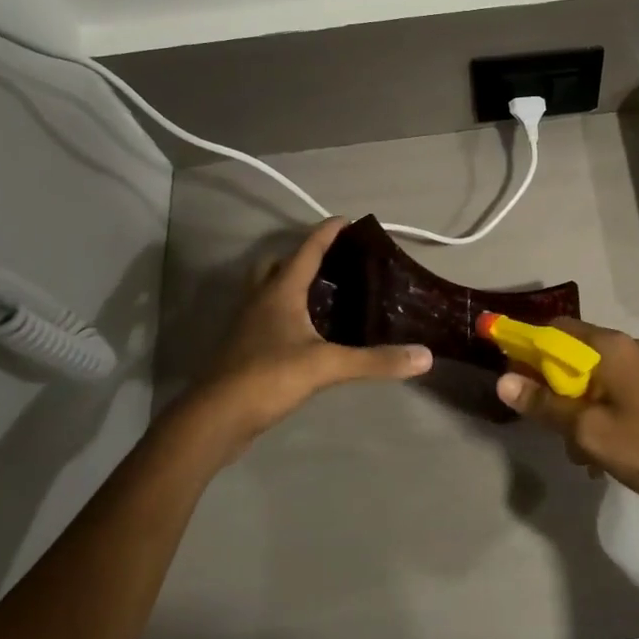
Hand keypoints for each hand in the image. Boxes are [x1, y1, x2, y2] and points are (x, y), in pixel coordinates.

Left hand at [180, 218, 431, 453]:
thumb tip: (424, 356)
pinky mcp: (243, 349)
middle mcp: (260, 300)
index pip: (306, 250)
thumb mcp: (327, 366)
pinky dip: (286, 312)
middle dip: (303, 256)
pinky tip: (307, 332)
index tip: (346, 220)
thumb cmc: (267, 378)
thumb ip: (375, 361)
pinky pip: (267, 316)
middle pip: (278, 264)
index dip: (327, 232)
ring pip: (268, 290)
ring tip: (324, 294)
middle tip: (333, 262)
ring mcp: (247, 325)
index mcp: (280, 292)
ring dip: (291, 284)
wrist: (214, 419)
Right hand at [495, 318, 638, 526]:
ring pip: (591, 377)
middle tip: (544, 423)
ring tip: (577, 451)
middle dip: (551, 387)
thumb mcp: (589, 431)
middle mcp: (627, 347)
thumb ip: (545, 405)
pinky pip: (611, 391)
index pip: (554, 328)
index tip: (509, 374)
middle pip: (572, 353)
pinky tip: (600, 452)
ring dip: (575, 408)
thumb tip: (503, 381)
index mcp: (610, 347)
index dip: (526, 346)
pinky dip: (597, 413)